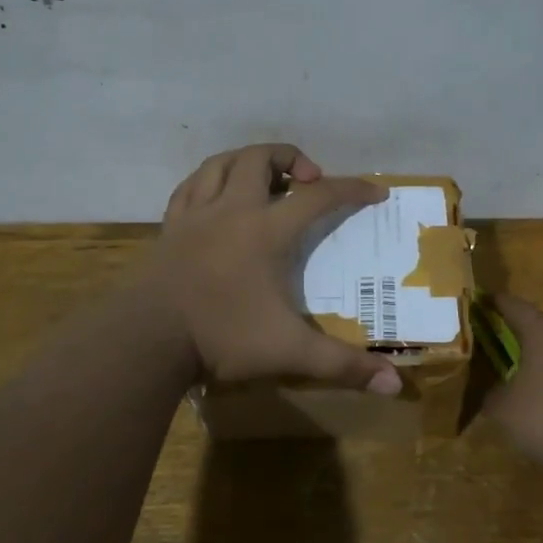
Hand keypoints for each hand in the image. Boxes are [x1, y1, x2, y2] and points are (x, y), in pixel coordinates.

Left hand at [144, 143, 402, 393]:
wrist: (147, 338)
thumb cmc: (221, 336)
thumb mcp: (289, 352)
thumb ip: (342, 365)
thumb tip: (395, 385)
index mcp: (266, 230)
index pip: (319, 196)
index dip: (352, 189)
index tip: (376, 191)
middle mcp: (232, 210)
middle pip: (260, 159)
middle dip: (291, 157)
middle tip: (308, 179)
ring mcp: (195, 215)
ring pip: (221, 163)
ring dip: (247, 160)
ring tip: (264, 177)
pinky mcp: (169, 226)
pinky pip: (189, 186)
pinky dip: (209, 179)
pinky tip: (215, 195)